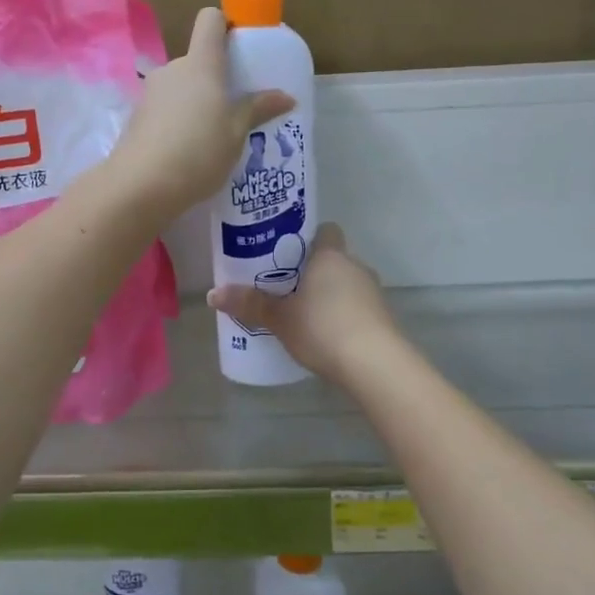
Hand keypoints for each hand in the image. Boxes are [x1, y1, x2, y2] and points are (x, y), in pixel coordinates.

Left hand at [109, 6, 294, 220]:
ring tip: (215, 134)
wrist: (141, 186)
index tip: (242, 46)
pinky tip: (190, 150)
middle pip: (198, 59)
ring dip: (198, 101)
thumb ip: (258, 109)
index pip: (211, 20)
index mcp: (201, 64)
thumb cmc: (198, 152)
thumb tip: (287, 97)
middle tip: (237, 106)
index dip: (226, 24)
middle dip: (217, 77)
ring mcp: (151, 93)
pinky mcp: (138, 117)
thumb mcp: (236, 133)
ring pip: (182, 86)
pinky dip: (180, 120)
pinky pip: (167, 108)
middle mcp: (173, 69)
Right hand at [207, 224, 397, 381]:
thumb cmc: (322, 328)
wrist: (374, 364)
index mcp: (330, 255)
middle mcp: (355, 265)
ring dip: (328, 294)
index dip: (308, 237)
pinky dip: (341, 314)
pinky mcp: (382, 317)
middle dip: (312, 271)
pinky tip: (324, 334)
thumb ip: (249, 304)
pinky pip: (356, 306)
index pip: (325, 230)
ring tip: (301, 313)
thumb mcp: (280, 318)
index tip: (286, 251)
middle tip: (284, 286)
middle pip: (332, 259)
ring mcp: (373, 291)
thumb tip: (212, 294)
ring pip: (345, 283)